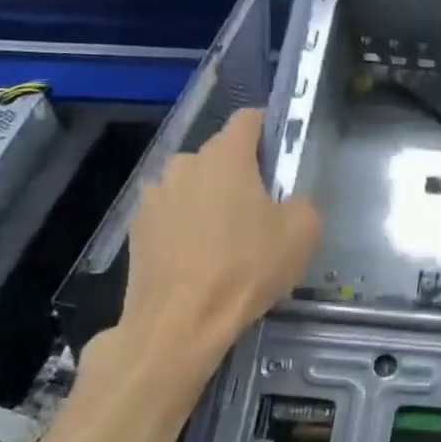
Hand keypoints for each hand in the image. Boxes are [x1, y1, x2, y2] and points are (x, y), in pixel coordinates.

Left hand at [118, 108, 320, 378]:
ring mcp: (154, 197)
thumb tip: (287, 203)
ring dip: (210, 199)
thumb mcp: (303, 232)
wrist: (180, 323)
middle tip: (262, 207)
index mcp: (225, 157)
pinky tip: (202, 258)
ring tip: (228, 237)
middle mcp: (184, 165)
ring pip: (193, 185)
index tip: (282, 154)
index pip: (248, 119)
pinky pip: (173, 214)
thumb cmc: (247, 268)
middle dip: (241, 172)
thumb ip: (301, 202)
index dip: (269, 128)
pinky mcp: (137, 229)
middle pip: (219, 155)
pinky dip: (188, 226)